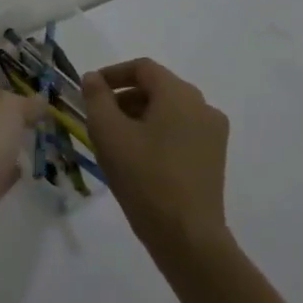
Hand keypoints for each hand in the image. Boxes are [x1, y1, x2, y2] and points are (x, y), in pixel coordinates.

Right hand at [83, 58, 229, 251]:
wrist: (186, 234)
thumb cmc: (143, 176)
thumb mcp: (108, 132)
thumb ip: (97, 98)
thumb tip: (93, 78)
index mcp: (179, 94)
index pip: (143, 68)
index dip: (112, 74)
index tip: (89, 91)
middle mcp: (202, 107)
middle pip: (157, 88)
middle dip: (124, 97)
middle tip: (98, 117)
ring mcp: (212, 133)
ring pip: (169, 110)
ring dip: (139, 115)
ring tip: (114, 139)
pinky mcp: (213, 157)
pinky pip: (180, 131)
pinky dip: (156, 132)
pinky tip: (137, 157)